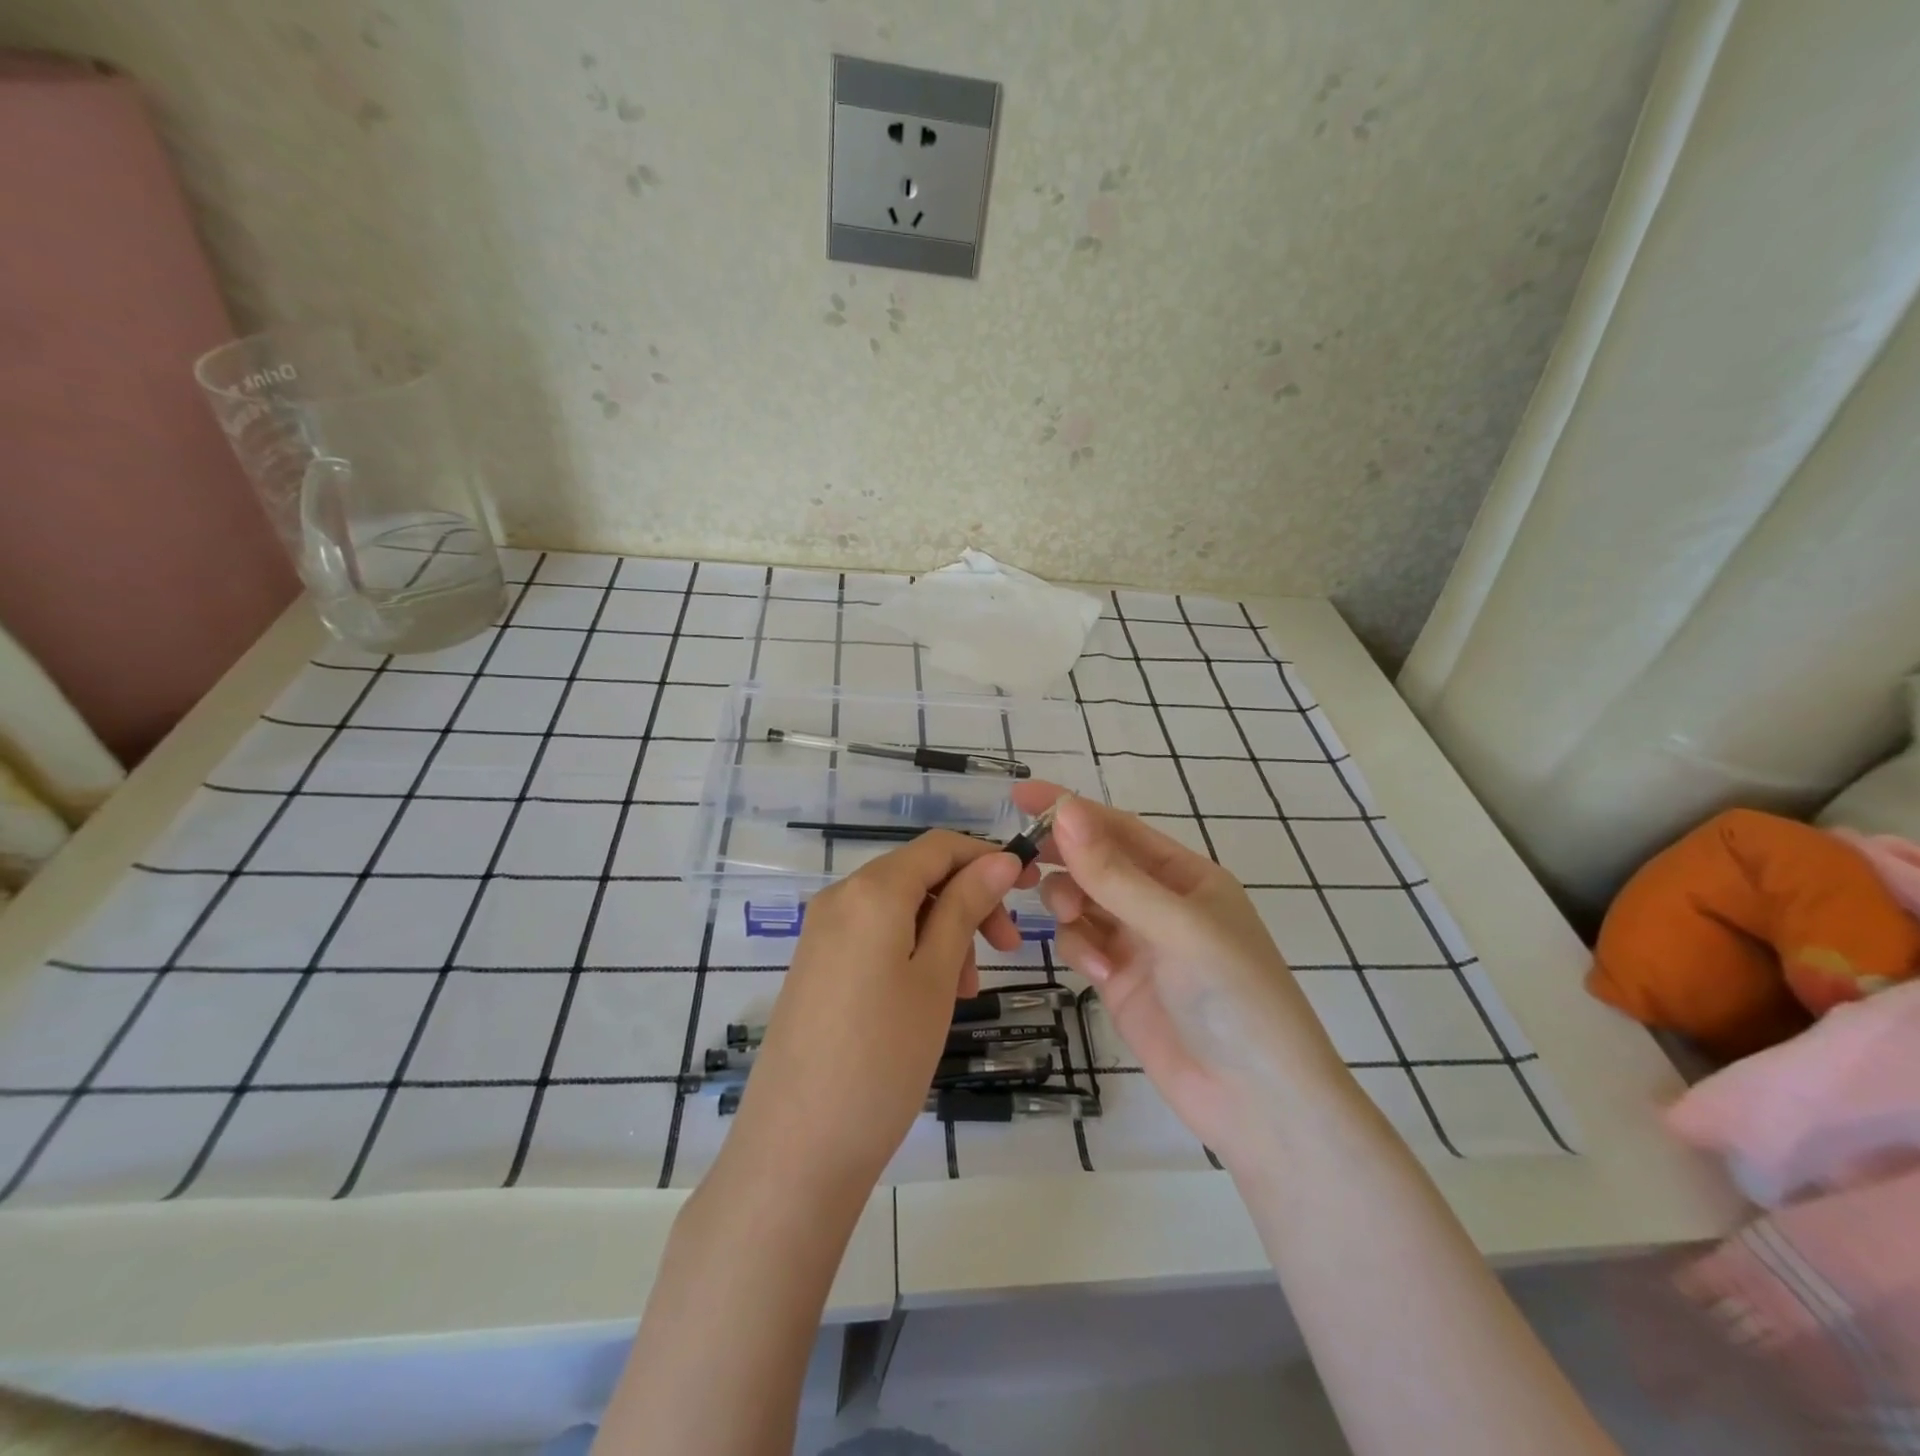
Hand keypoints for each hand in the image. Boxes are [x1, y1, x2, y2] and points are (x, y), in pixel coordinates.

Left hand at [721, 832, 1037, 1198]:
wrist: (797, 1148)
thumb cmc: (883, 1057)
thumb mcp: (937, 977)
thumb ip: (965, 908)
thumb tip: (998, 859)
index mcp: (872, 890)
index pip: (940, 846)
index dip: (986, 857)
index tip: (1027, 888)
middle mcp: (840, 897)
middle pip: (918, 875)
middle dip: (967, 901)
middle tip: (1007, 951)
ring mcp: (821, 932)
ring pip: (898, 907)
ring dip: (943, 931)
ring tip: (967, 989)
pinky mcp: (815, 965)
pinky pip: (873, 935)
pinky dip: (911, 950)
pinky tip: (929, 997)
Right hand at [1019, 782, 1352, 1163]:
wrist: (1258, 1103)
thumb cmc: (1232, 996)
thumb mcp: (1176, 926)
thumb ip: (1115, 873)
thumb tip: (1066, 811)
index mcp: (1185, 875)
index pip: (1118, 829)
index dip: (1071, 809)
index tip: (1022, 794)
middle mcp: (1158, 902)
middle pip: (1095, 862)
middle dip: (1063, 857)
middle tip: (1020, 859)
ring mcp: (1137, 942)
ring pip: (1081, 901)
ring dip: (1069, 904)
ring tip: (1073, 920)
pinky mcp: (1119, 980)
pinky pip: (1083, 944)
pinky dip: (1081, 949)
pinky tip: (1101, 974)